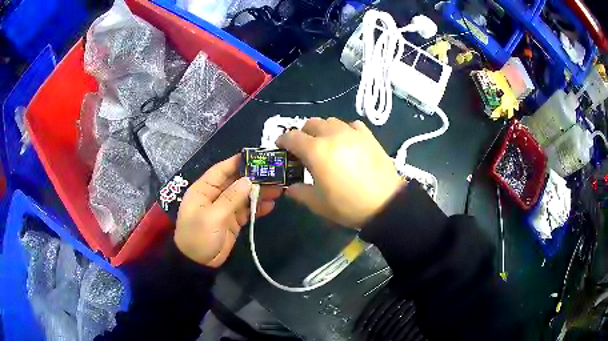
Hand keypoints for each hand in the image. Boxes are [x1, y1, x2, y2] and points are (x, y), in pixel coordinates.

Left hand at [175, 154, 281, 266]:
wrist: (198, 264)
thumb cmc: (199, 237)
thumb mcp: (212, 217)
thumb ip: (231, 198)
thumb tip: (248, 180)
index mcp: (203, 189)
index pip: (221, 170)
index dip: (237, 162)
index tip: (256, 157)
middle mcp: (214, 196)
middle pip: (236, 182)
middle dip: (254, 178)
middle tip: (274, 175)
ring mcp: (224, 209)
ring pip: (243, 196)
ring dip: (259, 193)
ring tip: (278, 189)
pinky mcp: (232, 221)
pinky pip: (246, 210)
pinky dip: (257, 208)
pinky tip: (270, 205)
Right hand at [277, 117, 403, 227]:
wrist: (386, 204)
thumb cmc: (348, 205)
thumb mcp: (318, 204)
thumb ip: (299, 192)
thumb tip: (291, 187)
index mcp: (316, 151)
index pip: (292, 137)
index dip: (283, 140)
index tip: (281, 147)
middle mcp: (332, 135)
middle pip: (311, 123)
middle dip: (302, 133)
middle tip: (304, 148)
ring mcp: (352, 133)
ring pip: (330, 121)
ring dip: (323, 130)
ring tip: (326, 144)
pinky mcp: (368, 136)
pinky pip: (351, 125)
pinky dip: (344, 130)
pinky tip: (347, 142)